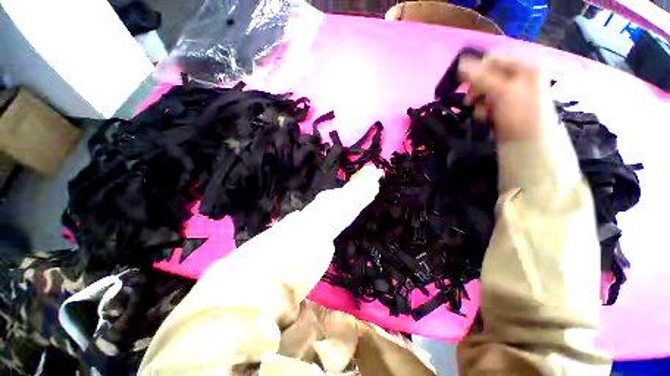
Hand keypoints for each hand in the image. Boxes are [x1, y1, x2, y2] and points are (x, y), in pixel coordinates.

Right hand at [458, 56, 556, 141]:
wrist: (528, 141)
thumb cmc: (519, 112)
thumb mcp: (501, 91)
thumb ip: (480, 77)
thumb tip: (460, 64)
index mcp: (524, 66)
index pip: (494, 59)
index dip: (477, 70)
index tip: (465, 84)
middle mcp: (519, 76)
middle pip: (489, 75)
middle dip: (478, 89)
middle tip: (470, 100)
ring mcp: (512, 92)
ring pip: (486, 90)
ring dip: (479, 101)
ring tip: (480, 112)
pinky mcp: (505, 105)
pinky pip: (488, 101)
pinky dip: (483, 109)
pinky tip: (485, 116)